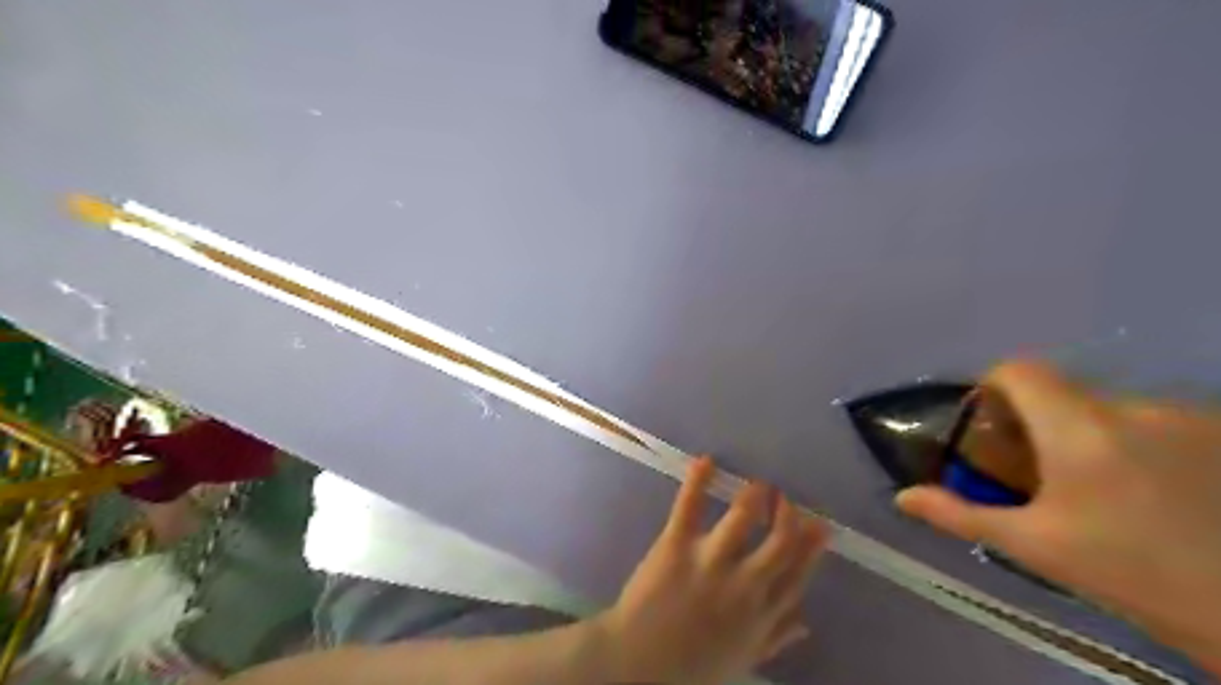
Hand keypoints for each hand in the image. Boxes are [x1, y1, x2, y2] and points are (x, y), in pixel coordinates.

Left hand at [600, 455, 834, 684]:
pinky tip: (706, 460)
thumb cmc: (691, 667)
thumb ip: (775, 637)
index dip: (811, 547)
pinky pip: (689, 507)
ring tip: (759, 484)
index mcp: (761, 613)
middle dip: (787, 516)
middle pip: (778, 542)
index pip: (797, 574)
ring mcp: (710, 561)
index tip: (819, 525)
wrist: (638, 665)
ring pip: (741, 518)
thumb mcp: (743, 659)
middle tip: (785, 499)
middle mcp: (744, 584)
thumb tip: (806, 622)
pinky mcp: (676, 545)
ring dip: (754, 496)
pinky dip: (697, 481)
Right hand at [894, 361, 1219, 671]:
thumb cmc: (1131, 576)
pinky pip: (1157, 422)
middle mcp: (1135, 409)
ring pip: (1110, 409)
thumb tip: (903, 497)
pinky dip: (1136, 443)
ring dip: (1089, 435)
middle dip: (1038, 423)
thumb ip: (961, 514)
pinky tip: (1152, 493)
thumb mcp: (1035, 547)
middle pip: (1062, 393)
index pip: (1019, 371)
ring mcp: (1190, 418)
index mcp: (1079, 430)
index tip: (990, 429)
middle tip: (1038, 473)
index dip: (992, 389)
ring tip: (1100, 490)